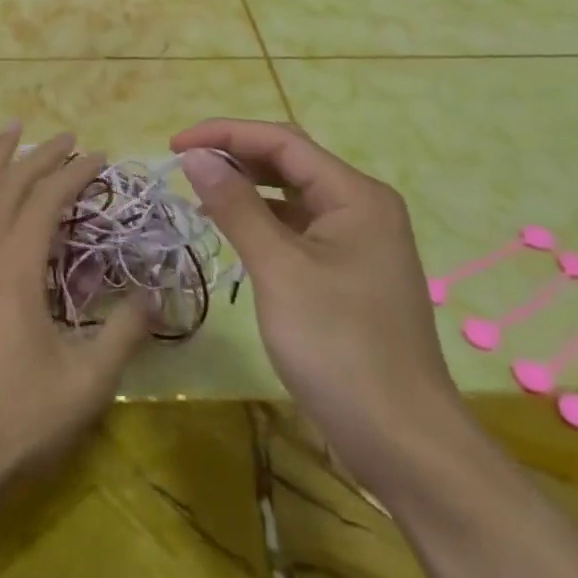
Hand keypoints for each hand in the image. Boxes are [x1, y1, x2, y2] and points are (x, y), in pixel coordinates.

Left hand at [0, 124, 151, 526]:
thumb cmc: (11, 422)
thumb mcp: (83, 386)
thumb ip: (123, 335)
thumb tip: (152, 296)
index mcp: (16, 268)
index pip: (48, 200)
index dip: (75, 172)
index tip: (100, 156)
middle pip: (11, 187)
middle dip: (42, 156)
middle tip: (68, 137)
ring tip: (11, 128)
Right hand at [173, 119, 465, 490]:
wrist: (403, 443)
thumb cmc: (339, 346)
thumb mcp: (279, 269)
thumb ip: (236, 206)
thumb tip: (196, 157)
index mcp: (356, 195)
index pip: (282, 142)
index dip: (225, 135)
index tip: (175, 146)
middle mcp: (362, 207)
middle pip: (290, 162)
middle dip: (236, 156)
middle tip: (185, 167)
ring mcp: (359, 242)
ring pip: (293, 196)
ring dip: (247, 188)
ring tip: (200, 195)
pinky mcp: (349, 273)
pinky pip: (299, 228)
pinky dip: (263, 222)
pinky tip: (233, 233)